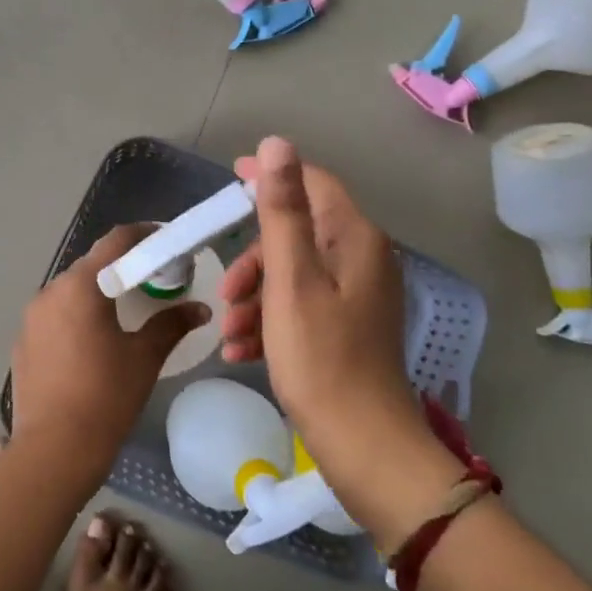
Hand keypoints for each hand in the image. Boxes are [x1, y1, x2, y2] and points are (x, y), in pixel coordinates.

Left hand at [10, 224, 209, 478]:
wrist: (54, 450)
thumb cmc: (106, 396)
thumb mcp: (144, 357)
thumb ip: (171, 324)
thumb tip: (200, 309)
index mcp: (81, 286)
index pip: (115, 241)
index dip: (143, 235)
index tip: (164, 241)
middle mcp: (50, 291)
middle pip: (91, 265)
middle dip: (121, 267)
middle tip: (151, 280)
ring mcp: (31, 317)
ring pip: (70, 290)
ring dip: (97, 292)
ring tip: (123, 311)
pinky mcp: (22, 341)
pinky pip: (54, 315)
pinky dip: (75, 315)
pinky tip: (91, 341)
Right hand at [220, 137, 459, 546]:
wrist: (363, 445)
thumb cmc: (321, 358)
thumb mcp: (291, 280)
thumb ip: (283, 210)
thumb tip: (277, 144)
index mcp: (355, 239)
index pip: (312, 183)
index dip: (270, 176)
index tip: (229, 179)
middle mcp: (363, 259)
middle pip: (297, 233)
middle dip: (254, 258)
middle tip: (227, 291)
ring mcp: (357, 295)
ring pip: (293, 273)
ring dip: (255, 296)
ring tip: (229, 334)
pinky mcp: (348, 327)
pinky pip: (301, 305)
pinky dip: (270, 320)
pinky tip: (243, 351)